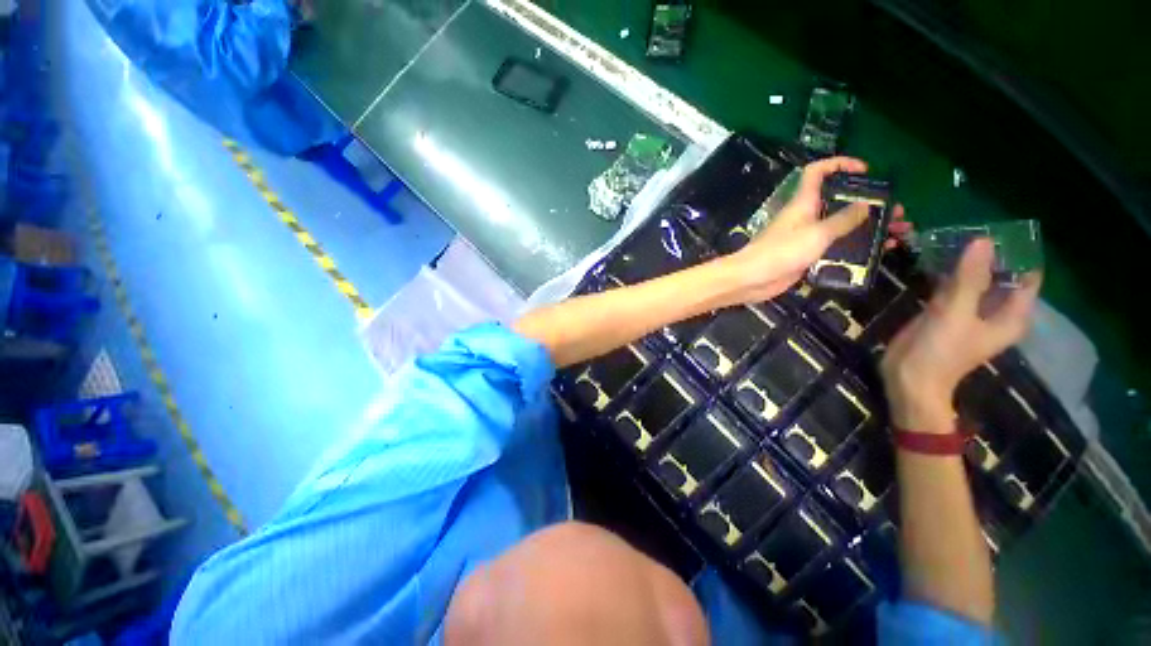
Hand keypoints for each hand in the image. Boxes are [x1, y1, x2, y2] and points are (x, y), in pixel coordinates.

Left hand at [726, 156, 910, 302]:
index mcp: (804, 203)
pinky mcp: (806, 256)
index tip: (865, 170)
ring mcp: (806, 238)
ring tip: (898, 234)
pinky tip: (878, 254)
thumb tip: (866, 205)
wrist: (751, 280)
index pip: (817, 172)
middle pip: (840, 202)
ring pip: (841, 227)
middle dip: (870, 203)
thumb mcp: (816, 233)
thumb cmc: (781, 252)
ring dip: (869, 229)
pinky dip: (856, 249)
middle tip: (898, 212)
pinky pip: (835, 248)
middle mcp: (806, 217)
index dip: (839, 164)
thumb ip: (842, 220)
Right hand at [880, 239, 1041, 430]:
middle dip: (989, 254)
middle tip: (970, 228)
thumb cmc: (941, 351)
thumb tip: (983, 241)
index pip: (1026, 277)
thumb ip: (969, 278)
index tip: (1000, 230)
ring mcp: (968, 311)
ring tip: (952, 236)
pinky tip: (936, 257)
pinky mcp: (944, 312)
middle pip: (1000, 275)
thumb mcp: (955, 313)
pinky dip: (947, 272)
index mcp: (1011, 315)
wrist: (909, 378)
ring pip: (974, 279)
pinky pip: (952, 286)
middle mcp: (995, 311)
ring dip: (966, 261)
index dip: (1018, 253)